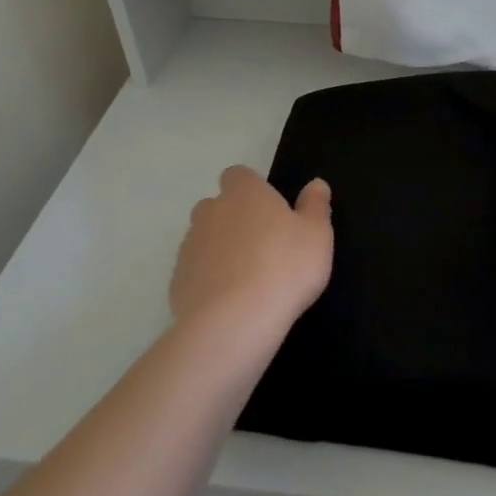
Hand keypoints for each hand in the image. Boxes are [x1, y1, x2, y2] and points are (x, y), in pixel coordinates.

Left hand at [170, 166, 332, 330]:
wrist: (235, 321)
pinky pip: (195, 271)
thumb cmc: (285, 268)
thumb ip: (315, 206)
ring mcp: (189, 246)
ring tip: (247, 278)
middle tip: (262, 245)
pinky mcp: (178, 280)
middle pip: (216, 205)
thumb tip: (316, 184)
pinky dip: (208, 279)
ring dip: (220, 250)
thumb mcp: (317, 235)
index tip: (269, 209)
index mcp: (245, 194)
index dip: (252, 188)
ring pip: (203, 239)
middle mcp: (211, 212)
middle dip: (233, 219)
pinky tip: (229, 301)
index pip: (238, 175)